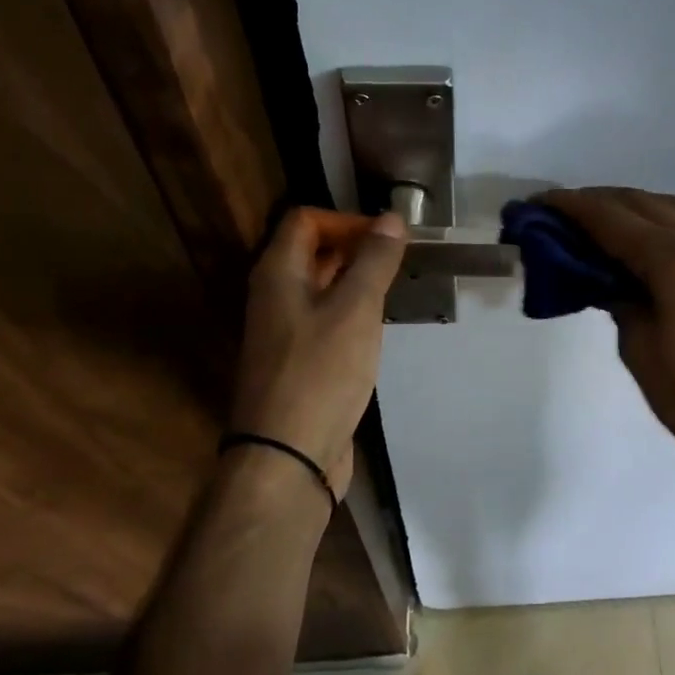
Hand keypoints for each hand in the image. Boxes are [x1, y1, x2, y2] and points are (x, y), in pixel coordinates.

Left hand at [229, 207, 405, 498]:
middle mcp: (274, 296)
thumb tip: (392, 218)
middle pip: (312, 252)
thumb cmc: (320, 373)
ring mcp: (284, 332)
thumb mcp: (355, 309)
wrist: (287, 456)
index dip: (347, 220)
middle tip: (399, 262)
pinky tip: (376, 329)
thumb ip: (374, 261)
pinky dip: (351, 314)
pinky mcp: (298, 362)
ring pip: (321, 289)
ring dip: (356, 282)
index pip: (305, 220)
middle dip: (356, 248)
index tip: (389, 238)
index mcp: (278, 274)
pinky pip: (325, 321)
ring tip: (395, 291)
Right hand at [539, 188, 674, 482]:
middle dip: (594, 202)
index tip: (535, 204)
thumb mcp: (639, 347)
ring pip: (667, 206)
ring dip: (627, 206)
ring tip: (593, 224)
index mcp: (673, 257)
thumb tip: (605, 277)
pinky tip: (640, 242)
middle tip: (556, 215)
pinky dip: (656, 221)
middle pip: (638, 201)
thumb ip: (618, 298)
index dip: (568, 207)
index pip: (609, 218)